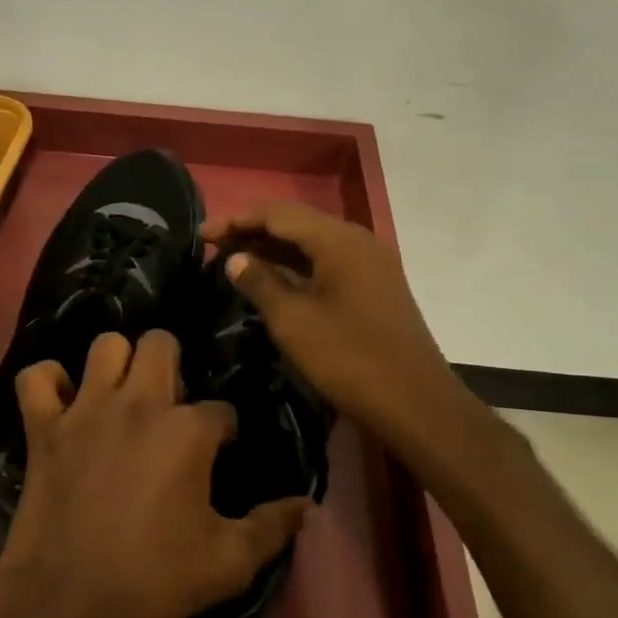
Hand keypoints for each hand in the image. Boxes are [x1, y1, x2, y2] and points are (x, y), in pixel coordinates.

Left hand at [0, 330, 310, 617]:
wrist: (68, 602)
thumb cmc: (154, 580)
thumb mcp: (229, 563)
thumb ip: (272, 527)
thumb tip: (306, 503)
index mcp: (187, 431)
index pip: (220, 409)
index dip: (223, 429)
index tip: (218, 452)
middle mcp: (138, 403)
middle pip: (161, 344)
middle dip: (172, 364)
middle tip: (169, 404)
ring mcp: (85, 409)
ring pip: (104, 345)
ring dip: (116, 363)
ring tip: (121, 393)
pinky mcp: (43, 426)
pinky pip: (36, 377)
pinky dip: (48, 382)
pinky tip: (62, 401)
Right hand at [202, 201, 461, 459]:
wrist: (416, 404)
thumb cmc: (349, 359)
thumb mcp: (293, 321)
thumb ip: (260, 282)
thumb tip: (235, 258)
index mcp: (339, 240)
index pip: (278, 213)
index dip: (236, 220)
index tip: (201, 235)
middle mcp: (357, 241)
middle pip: (296, 222)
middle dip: (252, 230)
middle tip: (213, 246)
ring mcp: (369, 264)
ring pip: (312, 243)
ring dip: (272, 248)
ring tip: (234, 260)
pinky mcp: (373, 286)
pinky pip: (326, 262)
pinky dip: (295, 266)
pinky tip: (272, 280)